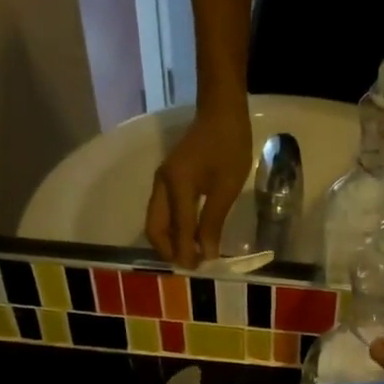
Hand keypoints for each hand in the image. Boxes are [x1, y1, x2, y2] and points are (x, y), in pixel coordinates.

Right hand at [145, 104, 251, 267]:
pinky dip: (172, 228)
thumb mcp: (226, 188)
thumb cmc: (229, 147)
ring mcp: (162, 181)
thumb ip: (213, 222)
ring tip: (188, 255)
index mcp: (176, 186)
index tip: (198, 271)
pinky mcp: (168, 178)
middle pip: (155, 228)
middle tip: (188, 266)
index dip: (186, 253)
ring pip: (156, 220)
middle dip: (168, 250)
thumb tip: (207, 254)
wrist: (221, 112)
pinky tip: (188, 236)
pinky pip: (163, 210)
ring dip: (169, 240)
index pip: (179, 229)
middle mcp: (162, 185)